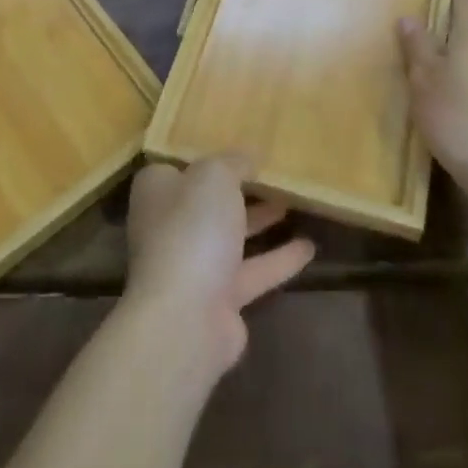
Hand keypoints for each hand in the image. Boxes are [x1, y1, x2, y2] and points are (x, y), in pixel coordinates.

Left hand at [123, 155, 315, 373]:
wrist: (186, 317)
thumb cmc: (193, 228)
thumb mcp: (215, 175)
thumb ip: (233, 162)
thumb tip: (248, 156)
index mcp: (158, 190)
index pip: (181, 166)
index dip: (208, 157)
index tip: (239, 150)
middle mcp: (170, 226)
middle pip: (208, 201)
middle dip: (238, 190)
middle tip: (272, 174)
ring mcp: (193, 265)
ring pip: (231, 236)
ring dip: (260, 221)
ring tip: (293, 203)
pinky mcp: (219, 300)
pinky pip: (253, 271)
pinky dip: (279, 259)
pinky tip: (309, 247)